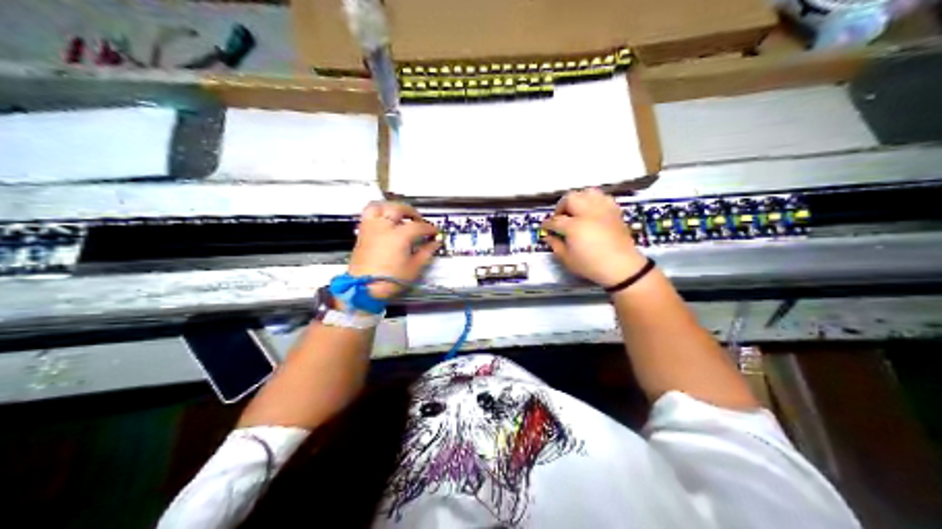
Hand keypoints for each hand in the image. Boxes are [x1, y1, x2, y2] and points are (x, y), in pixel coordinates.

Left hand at [345, 201, 441, 298]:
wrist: (363, 289)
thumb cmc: (390, 280)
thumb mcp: (414, 268)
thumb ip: (426, 253)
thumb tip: (434, 243)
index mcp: (399, 235)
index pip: (418, 226)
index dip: (429, 228)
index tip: (434, 233)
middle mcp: (383, 227)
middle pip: (398, 209)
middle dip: (411, 212)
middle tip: (418, 220)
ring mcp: (370, 229)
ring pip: (379, 206)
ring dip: (391, 207)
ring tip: (398, 214)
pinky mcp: (362, 234)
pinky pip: (368, 215)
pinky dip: (378, 213)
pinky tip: (385, 222)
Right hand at [541, 190, 651, 287]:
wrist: (622, 267)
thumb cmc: (592, 266)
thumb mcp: (568, 260)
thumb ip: (556, 246)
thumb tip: (549, 237)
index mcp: (574, 226)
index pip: (555, 220)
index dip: (547, 224)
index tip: (545, 228)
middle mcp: (588, 213)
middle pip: (570, 198)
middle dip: (562, 206)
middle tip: (560, 217)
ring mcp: (603, 210)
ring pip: (587, 193)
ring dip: (579, 199)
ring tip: (577, 210)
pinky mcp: (614, 211)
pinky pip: (603, 198)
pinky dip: (595, 201)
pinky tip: (593, 211)